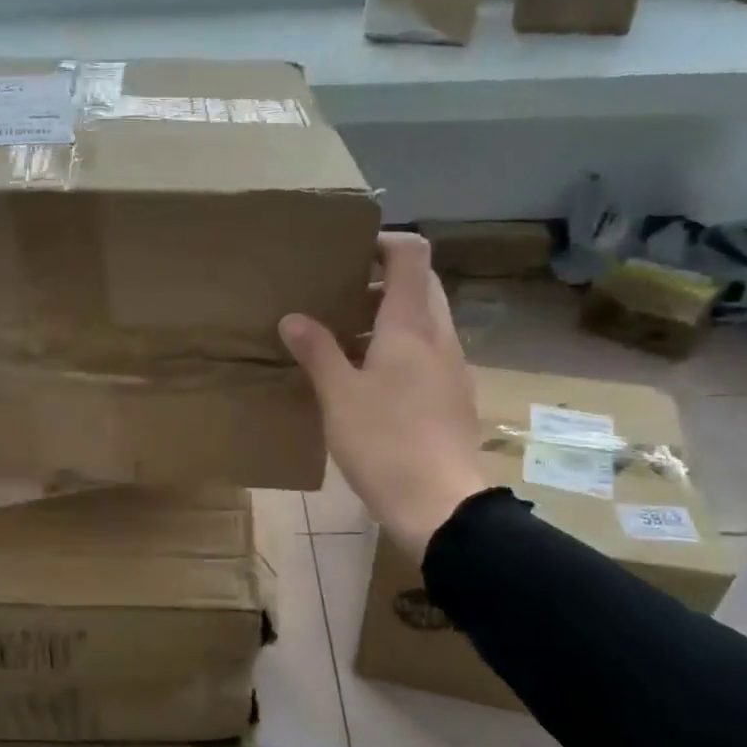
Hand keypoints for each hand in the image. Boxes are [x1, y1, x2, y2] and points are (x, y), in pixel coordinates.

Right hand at [280, 232, 485, 560]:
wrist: (439, 504)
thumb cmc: (384, 442)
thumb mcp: (338, 395)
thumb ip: (316, 351)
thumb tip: (293, 318)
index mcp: (411, 325)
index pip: (411, 254)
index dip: (382, 242)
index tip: (347, 254)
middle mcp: (439, 336)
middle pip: (419, 284)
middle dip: (380, 282)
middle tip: (337, 298)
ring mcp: (452, 366)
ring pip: (424, 320)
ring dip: (387, 318)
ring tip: (343, 339)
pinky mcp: (453, 395)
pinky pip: (427, 352)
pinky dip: (399, 348)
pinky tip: (368, 380)